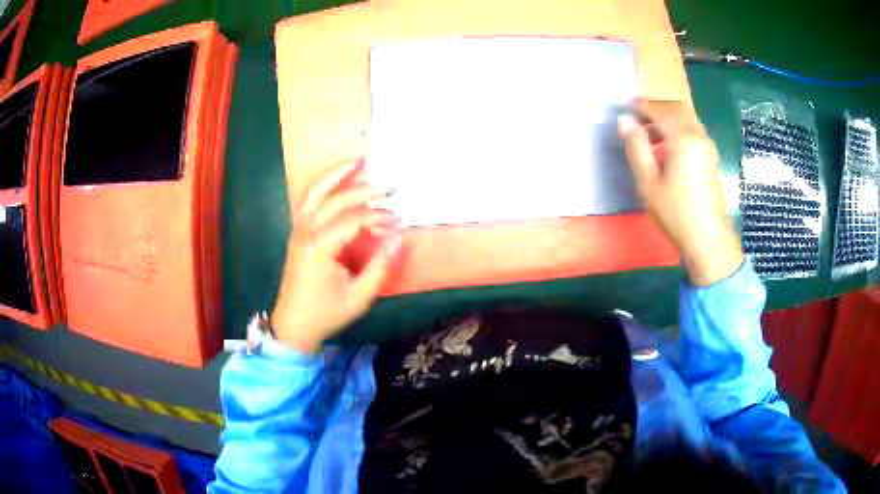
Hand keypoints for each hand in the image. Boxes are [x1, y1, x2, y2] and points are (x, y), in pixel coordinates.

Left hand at [271, 159, 402, 352]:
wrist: (293, 325)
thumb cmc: (326, 313)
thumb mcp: (359, 297)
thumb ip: (380, 267)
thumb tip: (399, 237)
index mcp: (319, 247)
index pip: (353, 219)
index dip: (379, 217)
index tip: (399, 220)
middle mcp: (306, 231)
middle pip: (336, 198)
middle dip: (365, 190)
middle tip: (391, 187)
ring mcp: (298, 228)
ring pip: (315, 190)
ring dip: (337, 173)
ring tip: (359, 160)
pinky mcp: (298, 231)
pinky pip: (309, 199)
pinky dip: (324, 184)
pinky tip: (339, 178)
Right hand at [617, 100, 742, 285]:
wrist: (708, 240)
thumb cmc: (676, 212)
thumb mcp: (648, 182)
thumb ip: (636, 147)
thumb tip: (624, 120)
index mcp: (683, 138)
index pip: (659, 110)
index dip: (641, 106)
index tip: (625, 107)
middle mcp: (699, 136)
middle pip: (675, 110)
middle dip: (655, 111)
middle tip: (637, 121)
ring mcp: (708, 147)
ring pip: (686, 121)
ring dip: (667, 122)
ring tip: (650, 137)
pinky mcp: (711, 158)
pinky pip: (693, 133)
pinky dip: (678, 132)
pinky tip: (669, 150)